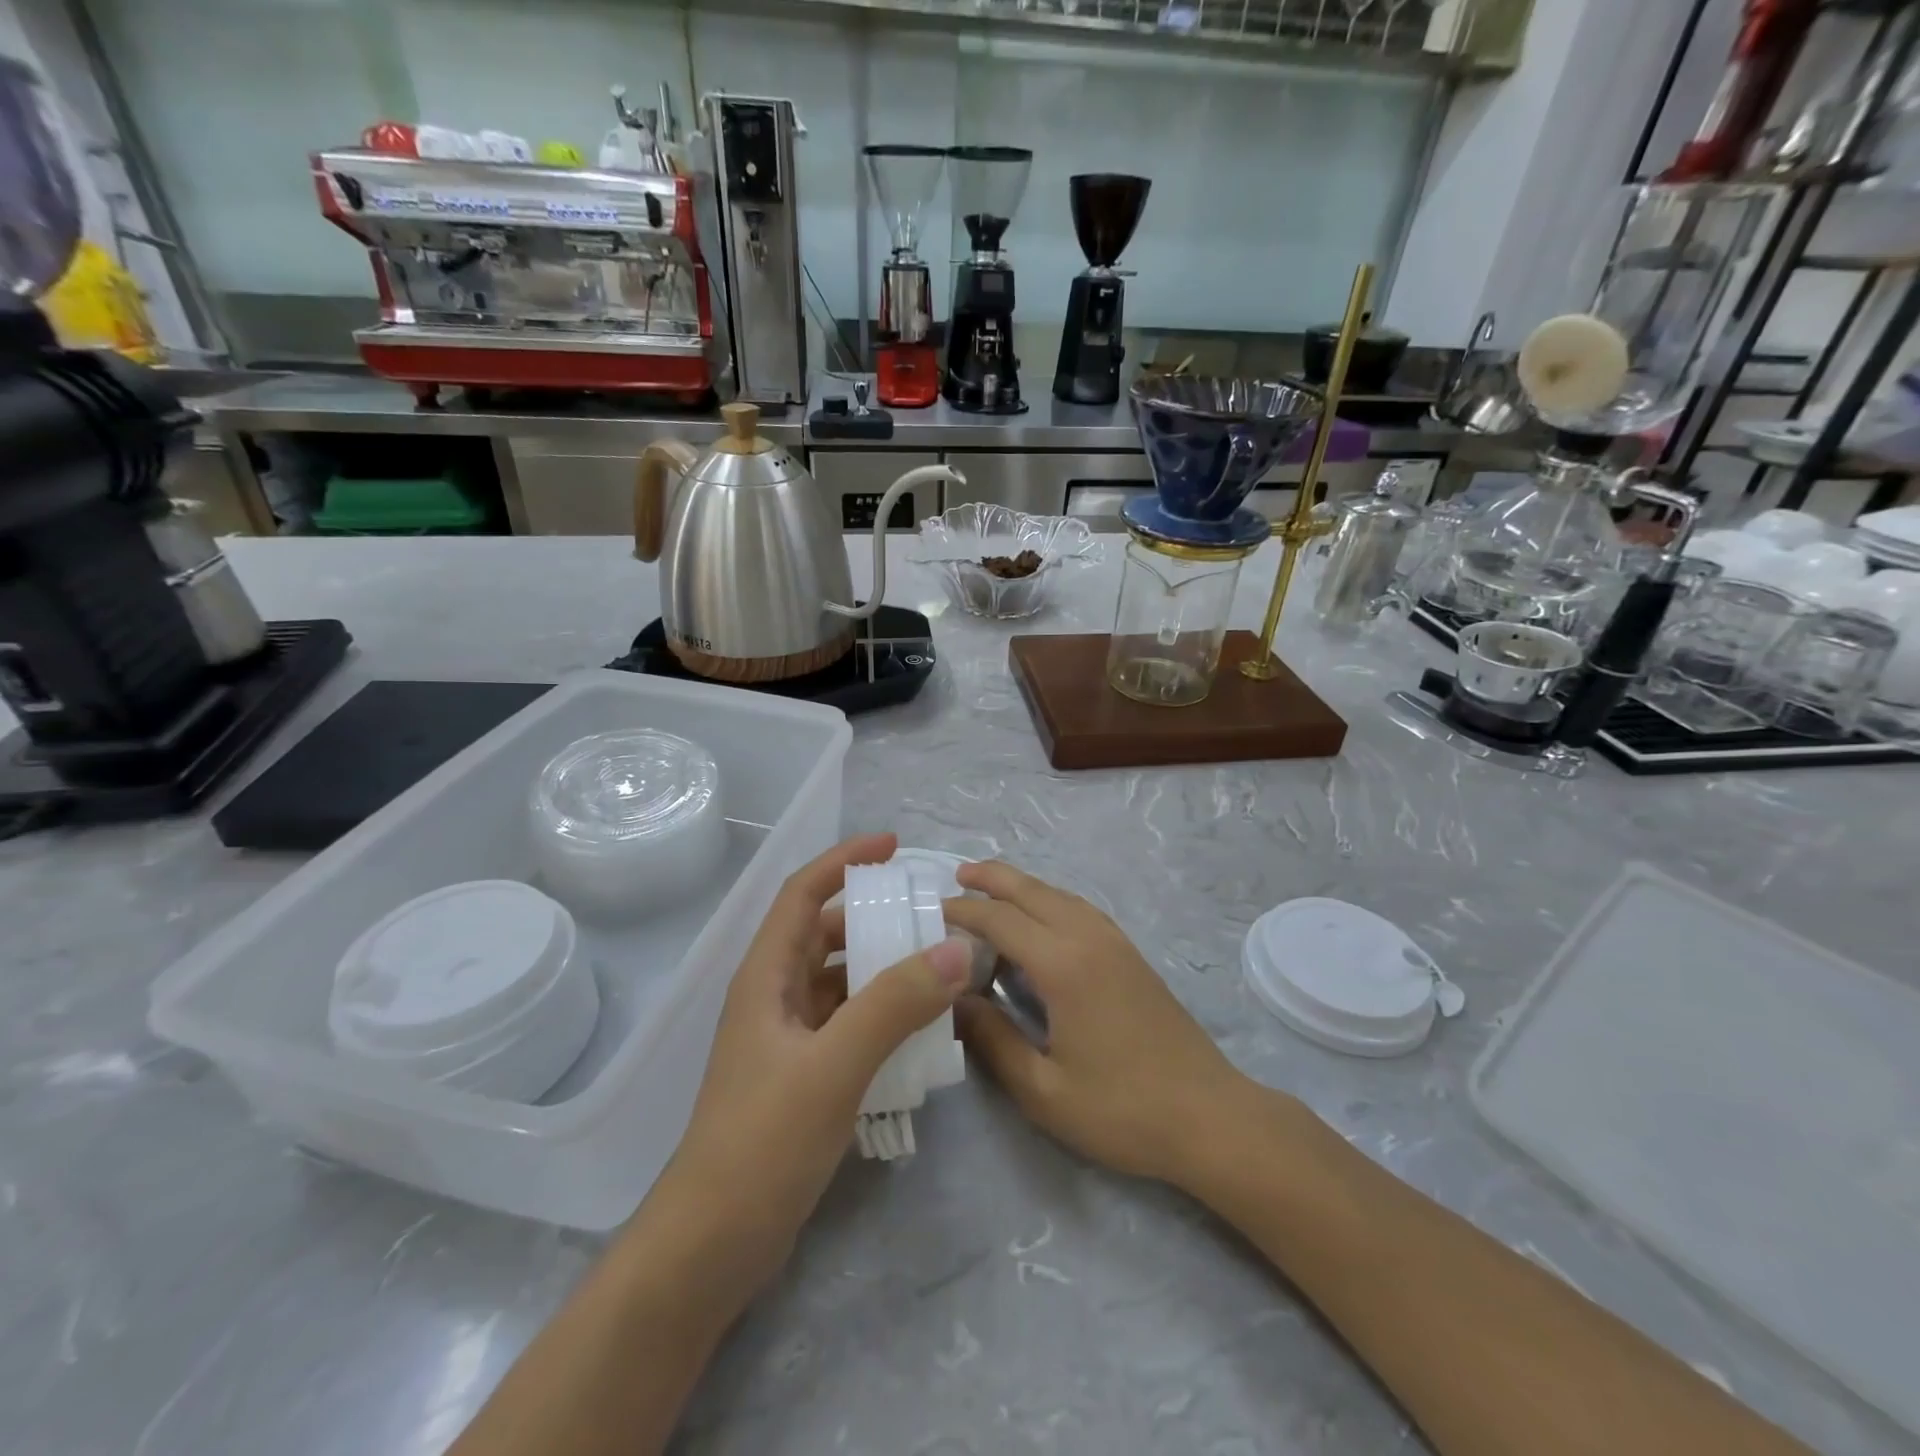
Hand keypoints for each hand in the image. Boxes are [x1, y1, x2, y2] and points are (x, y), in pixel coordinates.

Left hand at [662, 833, 971, 1285]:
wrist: (712, 1245)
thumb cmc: (762, 1141)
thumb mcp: (834, 1066)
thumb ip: (894, 1004)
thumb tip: (957, 949)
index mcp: (766, 976)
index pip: (802, 894)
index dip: (842, 861)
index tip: (892, 846)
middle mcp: (773, 997)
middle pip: (824, 935)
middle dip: (873, 918)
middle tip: (929, 916)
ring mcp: (786, 1040)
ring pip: (840, 982)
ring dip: (882, 969)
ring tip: (936, 967)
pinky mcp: (801, 1077)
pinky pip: (847, 1024)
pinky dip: (881, 1015)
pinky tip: (918, 1030)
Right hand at [943, 861, 1244, 1186]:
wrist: (1210, 1116)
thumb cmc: (1122, 1109)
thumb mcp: (1044, 1090)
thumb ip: (993, 1040)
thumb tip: (955, 1001)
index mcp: (1064, 965)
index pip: (1001, 919)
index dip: (963, 911)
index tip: (930, 911)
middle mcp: (1089, 939)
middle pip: (1032, 891)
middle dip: (992, 878)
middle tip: (956, 874)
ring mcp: (1115, 943)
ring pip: (1060, 895)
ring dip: (1022, 886)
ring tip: (991, 888)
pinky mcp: (1131, 955)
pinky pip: (1081, 909)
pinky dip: (1050, 900)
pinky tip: (1042, 918)